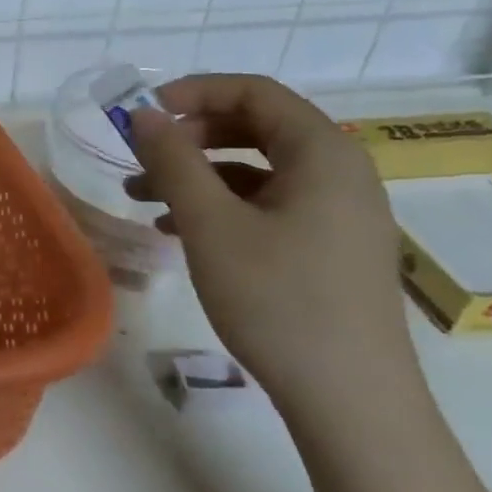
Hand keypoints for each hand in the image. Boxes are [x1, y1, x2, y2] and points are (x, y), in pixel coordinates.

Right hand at [125, 74, 420, 414]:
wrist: (349, 398)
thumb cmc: (277, 299)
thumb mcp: (211, 224)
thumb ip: (173, 160)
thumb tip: (142, 114)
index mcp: (323, 152)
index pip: (254, 93)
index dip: (193, 93)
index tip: (143, 113)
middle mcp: (341, 172)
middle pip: (257, 128)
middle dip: (191, 138)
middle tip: (141, 157)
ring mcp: (340, 213)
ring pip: (259, 171)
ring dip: (199, 176)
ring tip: (143, 199)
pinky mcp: (331, 248)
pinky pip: (270, 206)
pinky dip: (223, 208)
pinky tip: (180, 232)